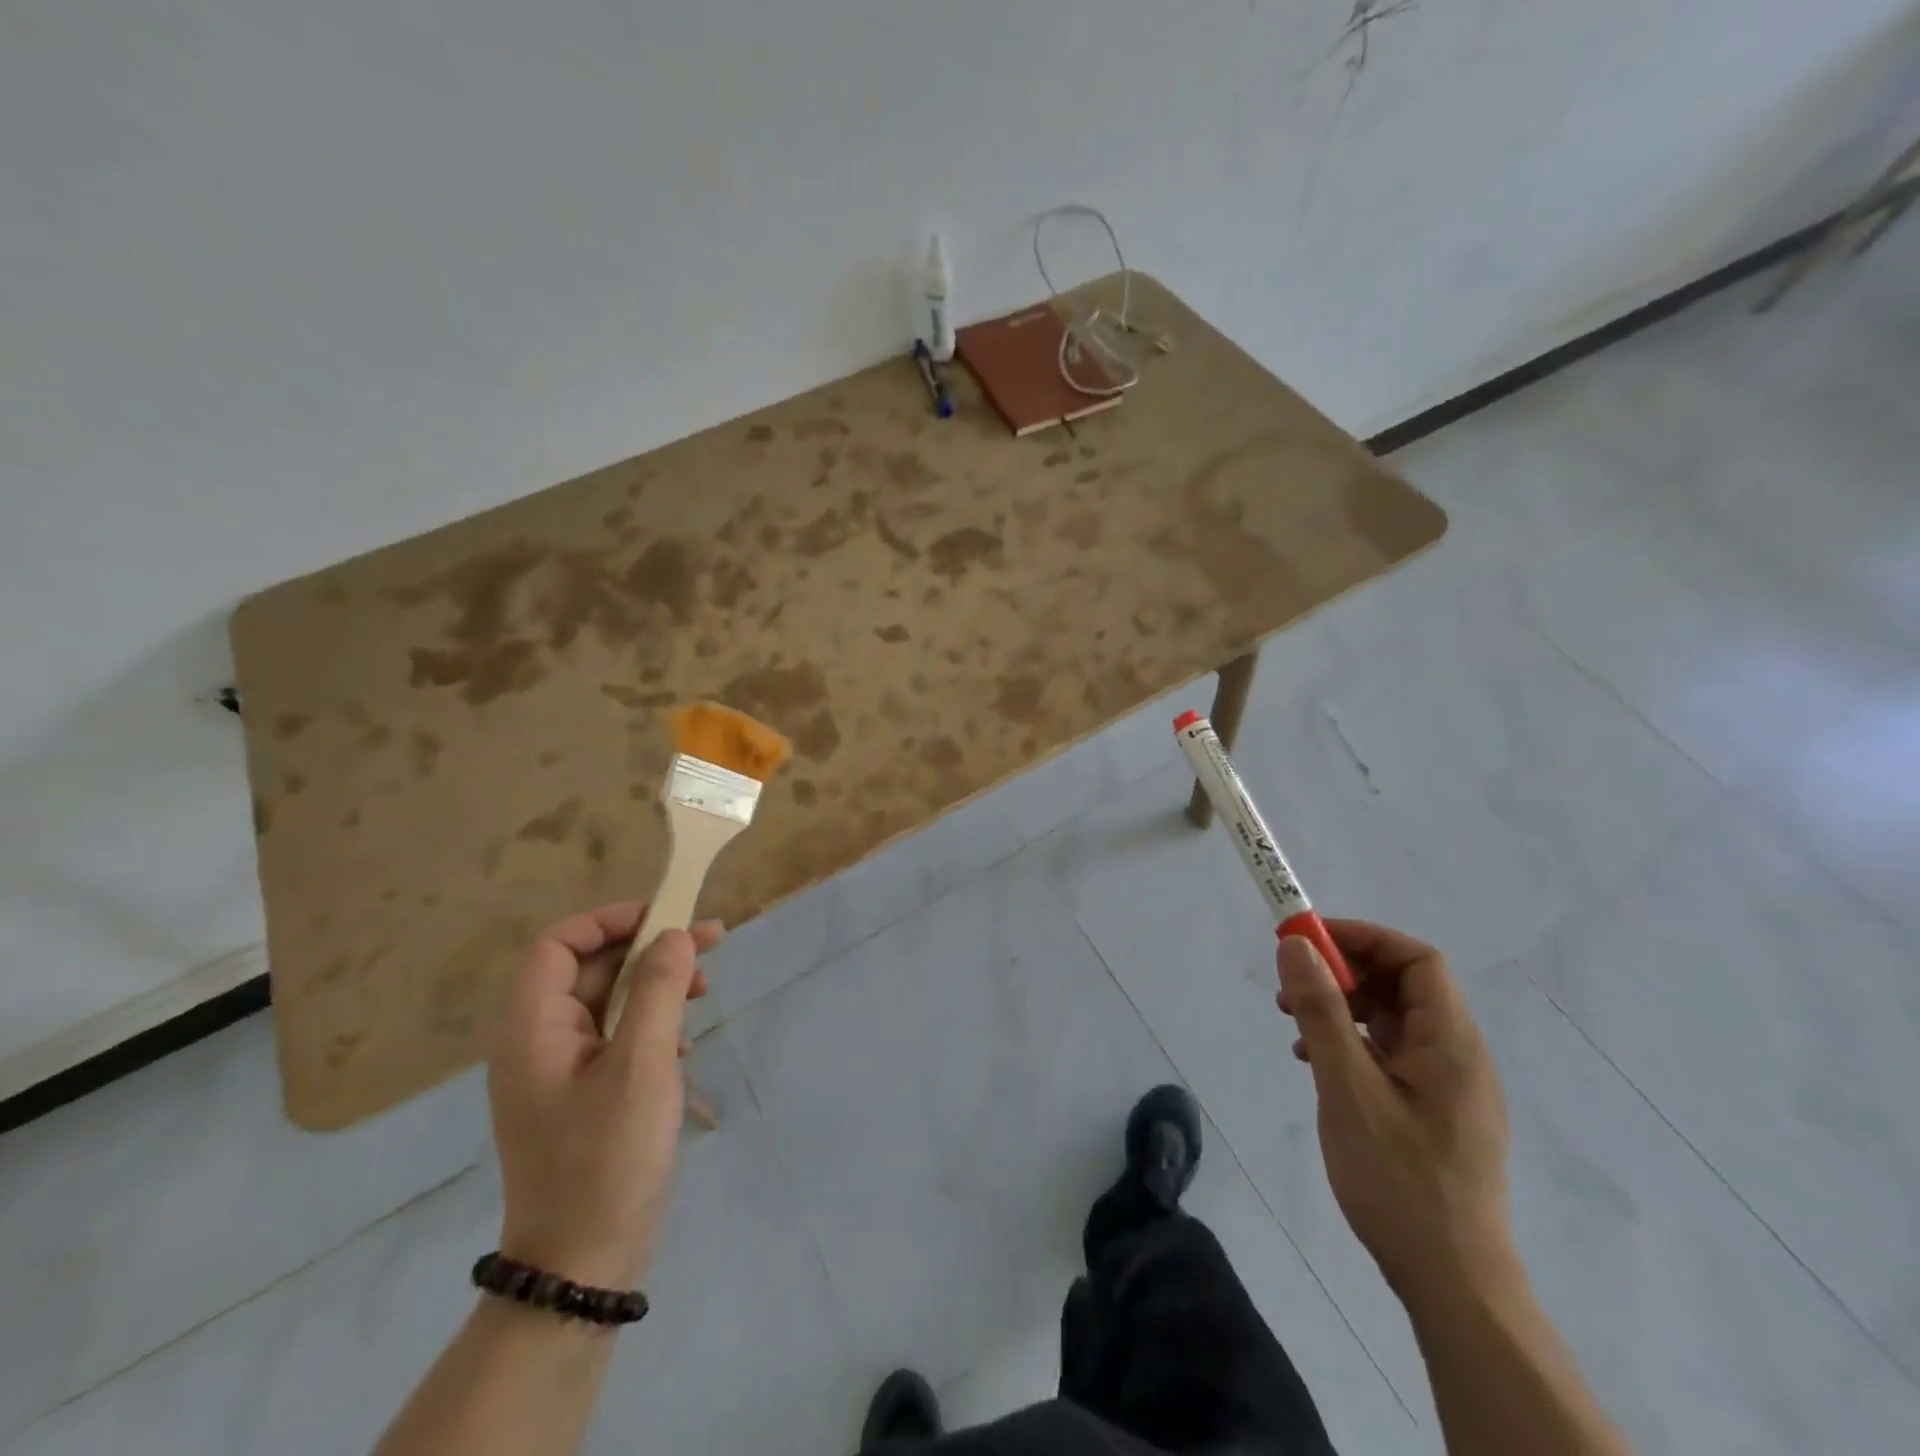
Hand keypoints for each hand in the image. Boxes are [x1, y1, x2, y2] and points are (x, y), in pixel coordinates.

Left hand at [487, 903, 723, 1288]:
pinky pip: (617, 1034)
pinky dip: (653, 1021)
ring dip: (659, 983)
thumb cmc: (608, 1154)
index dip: (611, 920)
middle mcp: (537, 1039)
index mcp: (533, 1026)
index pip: (560, 942)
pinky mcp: (582, 1092)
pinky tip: (685, 1042)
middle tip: (713, 942)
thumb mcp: (642, 1062)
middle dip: (652, 948)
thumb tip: (675, 934)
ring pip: (610, 998)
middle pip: (591, 966)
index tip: (667, 919)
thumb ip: (659, 988)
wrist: (584, 1262)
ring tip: (708, 988)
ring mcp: (559, 1069)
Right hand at [1277, 919, 1516, 1304]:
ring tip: (1293, 1026)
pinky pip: (1390, 1053)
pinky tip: (1315, 1064)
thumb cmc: (1399, 1179)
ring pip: (1392, 1020)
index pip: (1417, 959)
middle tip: (1290, 986)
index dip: (1363, 938)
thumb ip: (1322, 1012)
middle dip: (1344, 973)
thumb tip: (1296, 945)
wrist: (1452, 1282)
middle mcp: (1457, 1054)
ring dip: (1342, 1008)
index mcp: (1450, 1042)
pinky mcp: (1433, 1111)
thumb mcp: (1348, 1088)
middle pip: (1403, 985)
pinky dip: (1351, 1042)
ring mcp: (1447, 1085)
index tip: (1307, 942)